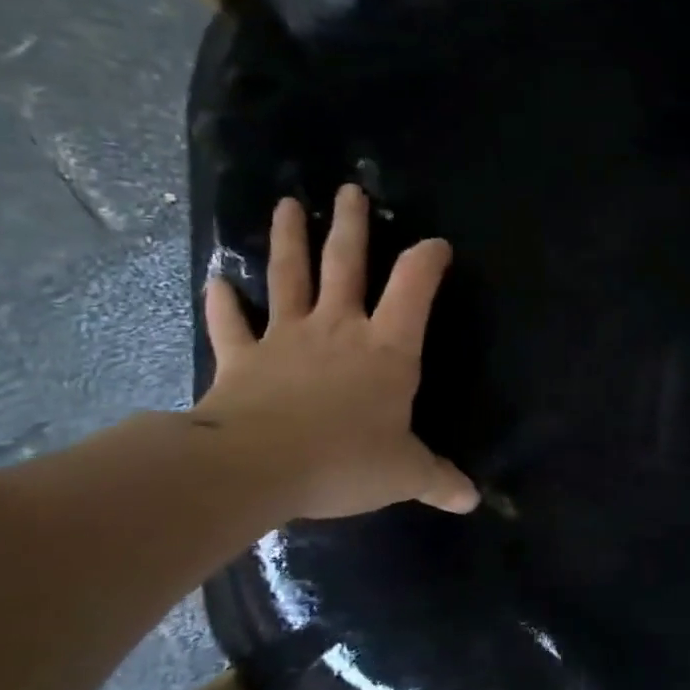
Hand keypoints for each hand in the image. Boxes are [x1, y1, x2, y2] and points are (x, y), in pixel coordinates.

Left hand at [194, 185, 478, 519]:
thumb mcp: (404, 474)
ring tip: (287, 205)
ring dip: (288, 240)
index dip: (428, 260)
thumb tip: (473, 500)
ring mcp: (285, 338)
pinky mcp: (241, 358)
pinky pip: (230, 324)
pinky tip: (216, 282)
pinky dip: (223, 303)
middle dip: (351, 226)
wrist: (257, 467)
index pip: (415, 288)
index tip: (436, 245)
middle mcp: (338, 329)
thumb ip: (439, 480)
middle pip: (346, 264)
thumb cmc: (345, 460)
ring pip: (288, 277)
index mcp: (387, 348)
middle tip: (349, 190)